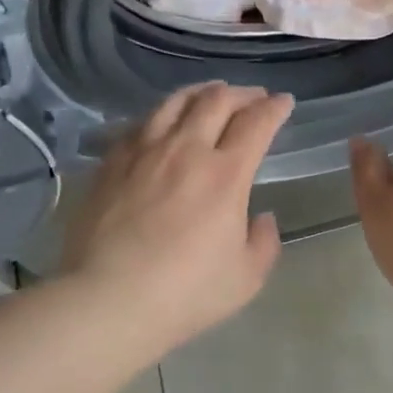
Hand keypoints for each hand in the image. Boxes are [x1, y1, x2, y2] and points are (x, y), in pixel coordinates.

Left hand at [62, 82, 293, 351]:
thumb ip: (263, 243)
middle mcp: (186, 150)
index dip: (274, 108)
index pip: (256, 124)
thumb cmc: (185, 293)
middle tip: (253, 97)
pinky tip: (163, 122)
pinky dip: (162, 114)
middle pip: (216, 101)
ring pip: (175, 102)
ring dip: (201, 93)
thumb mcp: (246, 278)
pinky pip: (140, 123)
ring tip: (211, 95)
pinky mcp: (111, 163)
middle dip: (242, 93)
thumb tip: (261, 218)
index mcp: (225, 174)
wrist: (109, 299)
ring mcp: (144, 152)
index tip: (283, 102)